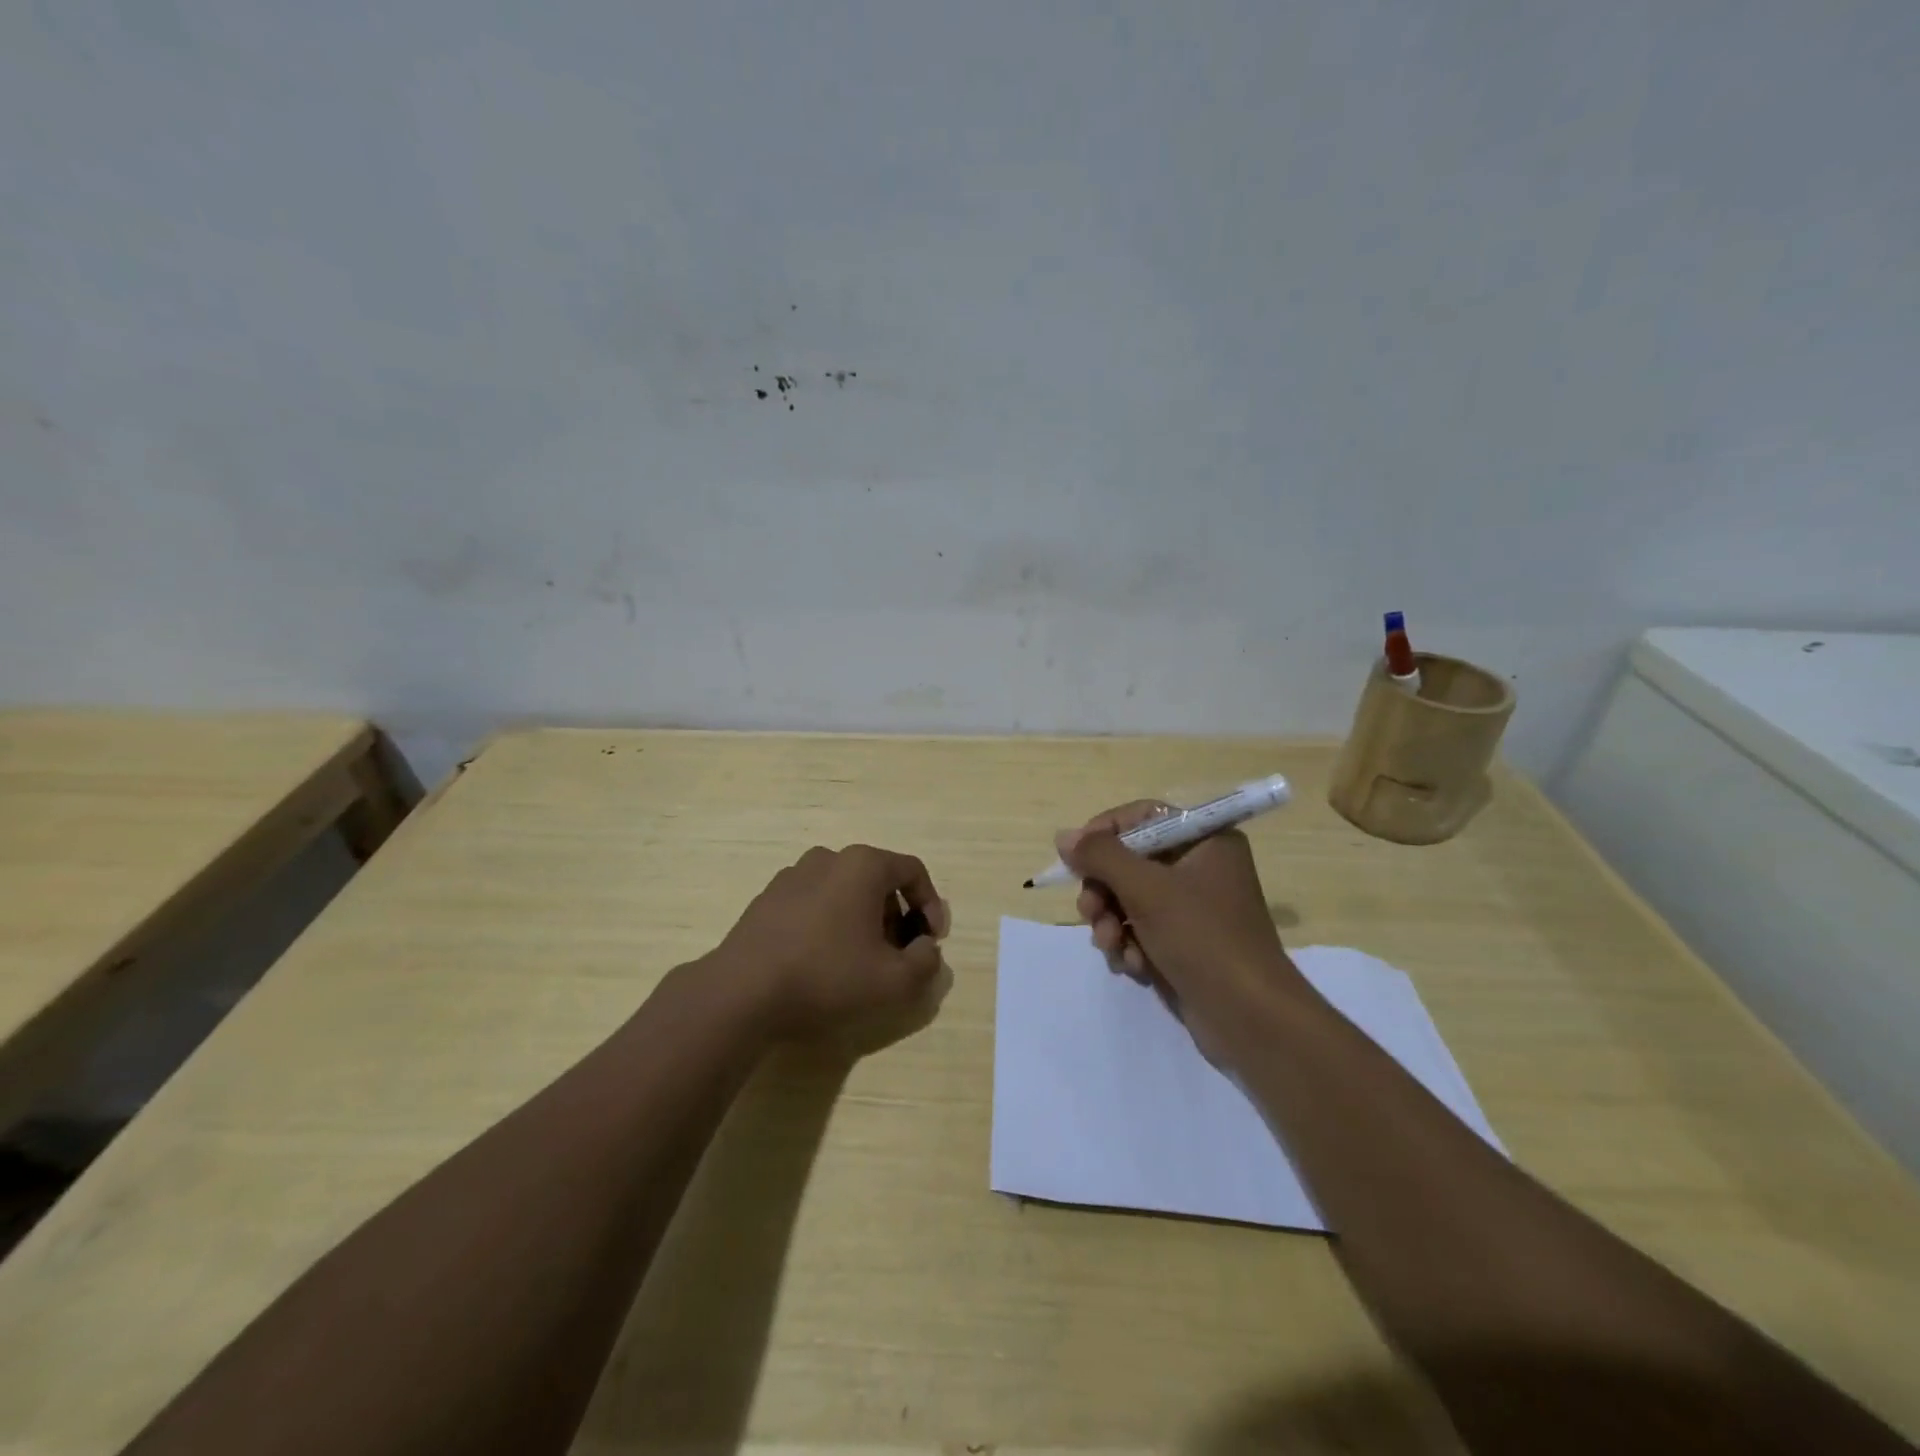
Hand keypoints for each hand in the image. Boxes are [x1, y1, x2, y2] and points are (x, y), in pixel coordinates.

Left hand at [713, 844, 952, 1044]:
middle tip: (898, 955)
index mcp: (863, 865)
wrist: (742, 993)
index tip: (932, 941)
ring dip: (863, 919)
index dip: (931, 905)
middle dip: (896, 915)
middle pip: (878, 880)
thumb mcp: (894, 981)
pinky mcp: (768, 898)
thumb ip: (926, 962)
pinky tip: (822, 961)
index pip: (913, 871)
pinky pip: (815, 902)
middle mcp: (828, 858)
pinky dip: (830, 923)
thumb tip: (926, 948)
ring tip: (861, 960)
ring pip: (845, 891)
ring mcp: (793, 875)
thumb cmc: (827, 977)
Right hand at [1059, 801, 1301, 1066]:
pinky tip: (1133, 966)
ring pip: (1129, 898)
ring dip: (1111, 922)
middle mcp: (1200, 866)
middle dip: (1104, 890)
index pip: (1142, 817)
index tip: (1075, 857)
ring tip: (1112, 947)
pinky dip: (1129, 944)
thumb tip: (1064, 836)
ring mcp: (1192, 907)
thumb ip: (1100, 856)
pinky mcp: (1184, 942)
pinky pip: (1141, 929)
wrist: (1249, 1018)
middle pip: (1130, 860)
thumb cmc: (1202, 938)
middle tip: (1091, 912)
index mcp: (1205, 840)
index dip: (1104, 833)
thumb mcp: (1146, 889)